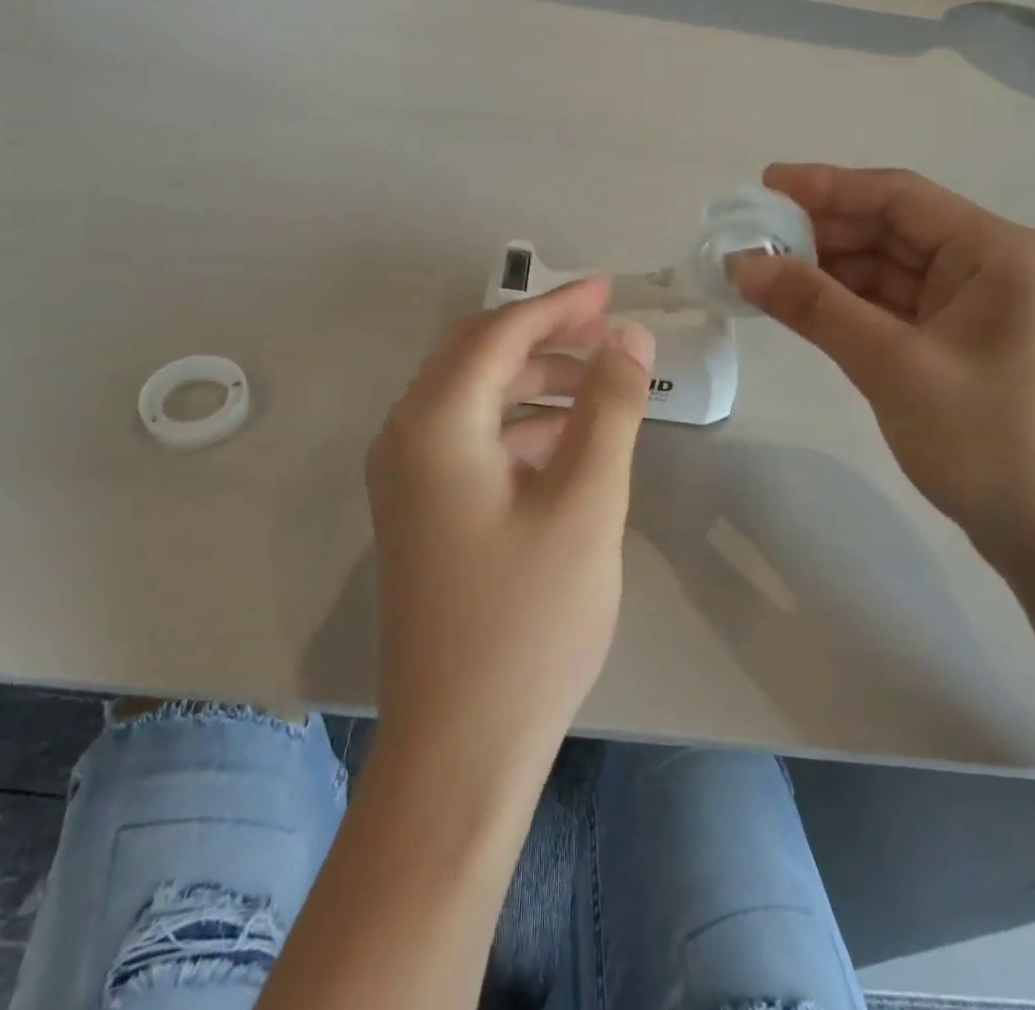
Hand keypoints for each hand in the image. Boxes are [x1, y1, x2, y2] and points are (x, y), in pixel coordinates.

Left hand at [366, 278, 654, 773]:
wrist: (461, 745)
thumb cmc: (529, 620)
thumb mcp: (586, 502)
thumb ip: (609, 407)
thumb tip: (629, 337)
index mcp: (435, 424)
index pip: (498, 333)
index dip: (558, 304)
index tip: (611, 290)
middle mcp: (405, 437)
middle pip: (475, 356)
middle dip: (543, 335)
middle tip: (607, 329)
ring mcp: (406, 477)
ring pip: (472, 397)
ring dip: (533, 379)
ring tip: (598, 384)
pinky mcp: (420, 510)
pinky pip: (469, 439)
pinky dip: (518, 424)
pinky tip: (566, 441)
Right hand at [733, 164, 1034, 581]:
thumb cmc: (990, 442)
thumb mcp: (893, 366)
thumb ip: (816, 307)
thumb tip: (743, 264)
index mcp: (998, 253)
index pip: (900, 197)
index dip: (828, 186)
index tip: (764, 184)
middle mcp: (990, 268)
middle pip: (892, 231)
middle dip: (821, 232)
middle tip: (751, 238)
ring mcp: (974, 310)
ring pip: (887, 271)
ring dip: (828, 271)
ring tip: (762, 273)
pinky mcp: (956, 347)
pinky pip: (891, 309)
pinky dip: (845, 306)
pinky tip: (800, 307)